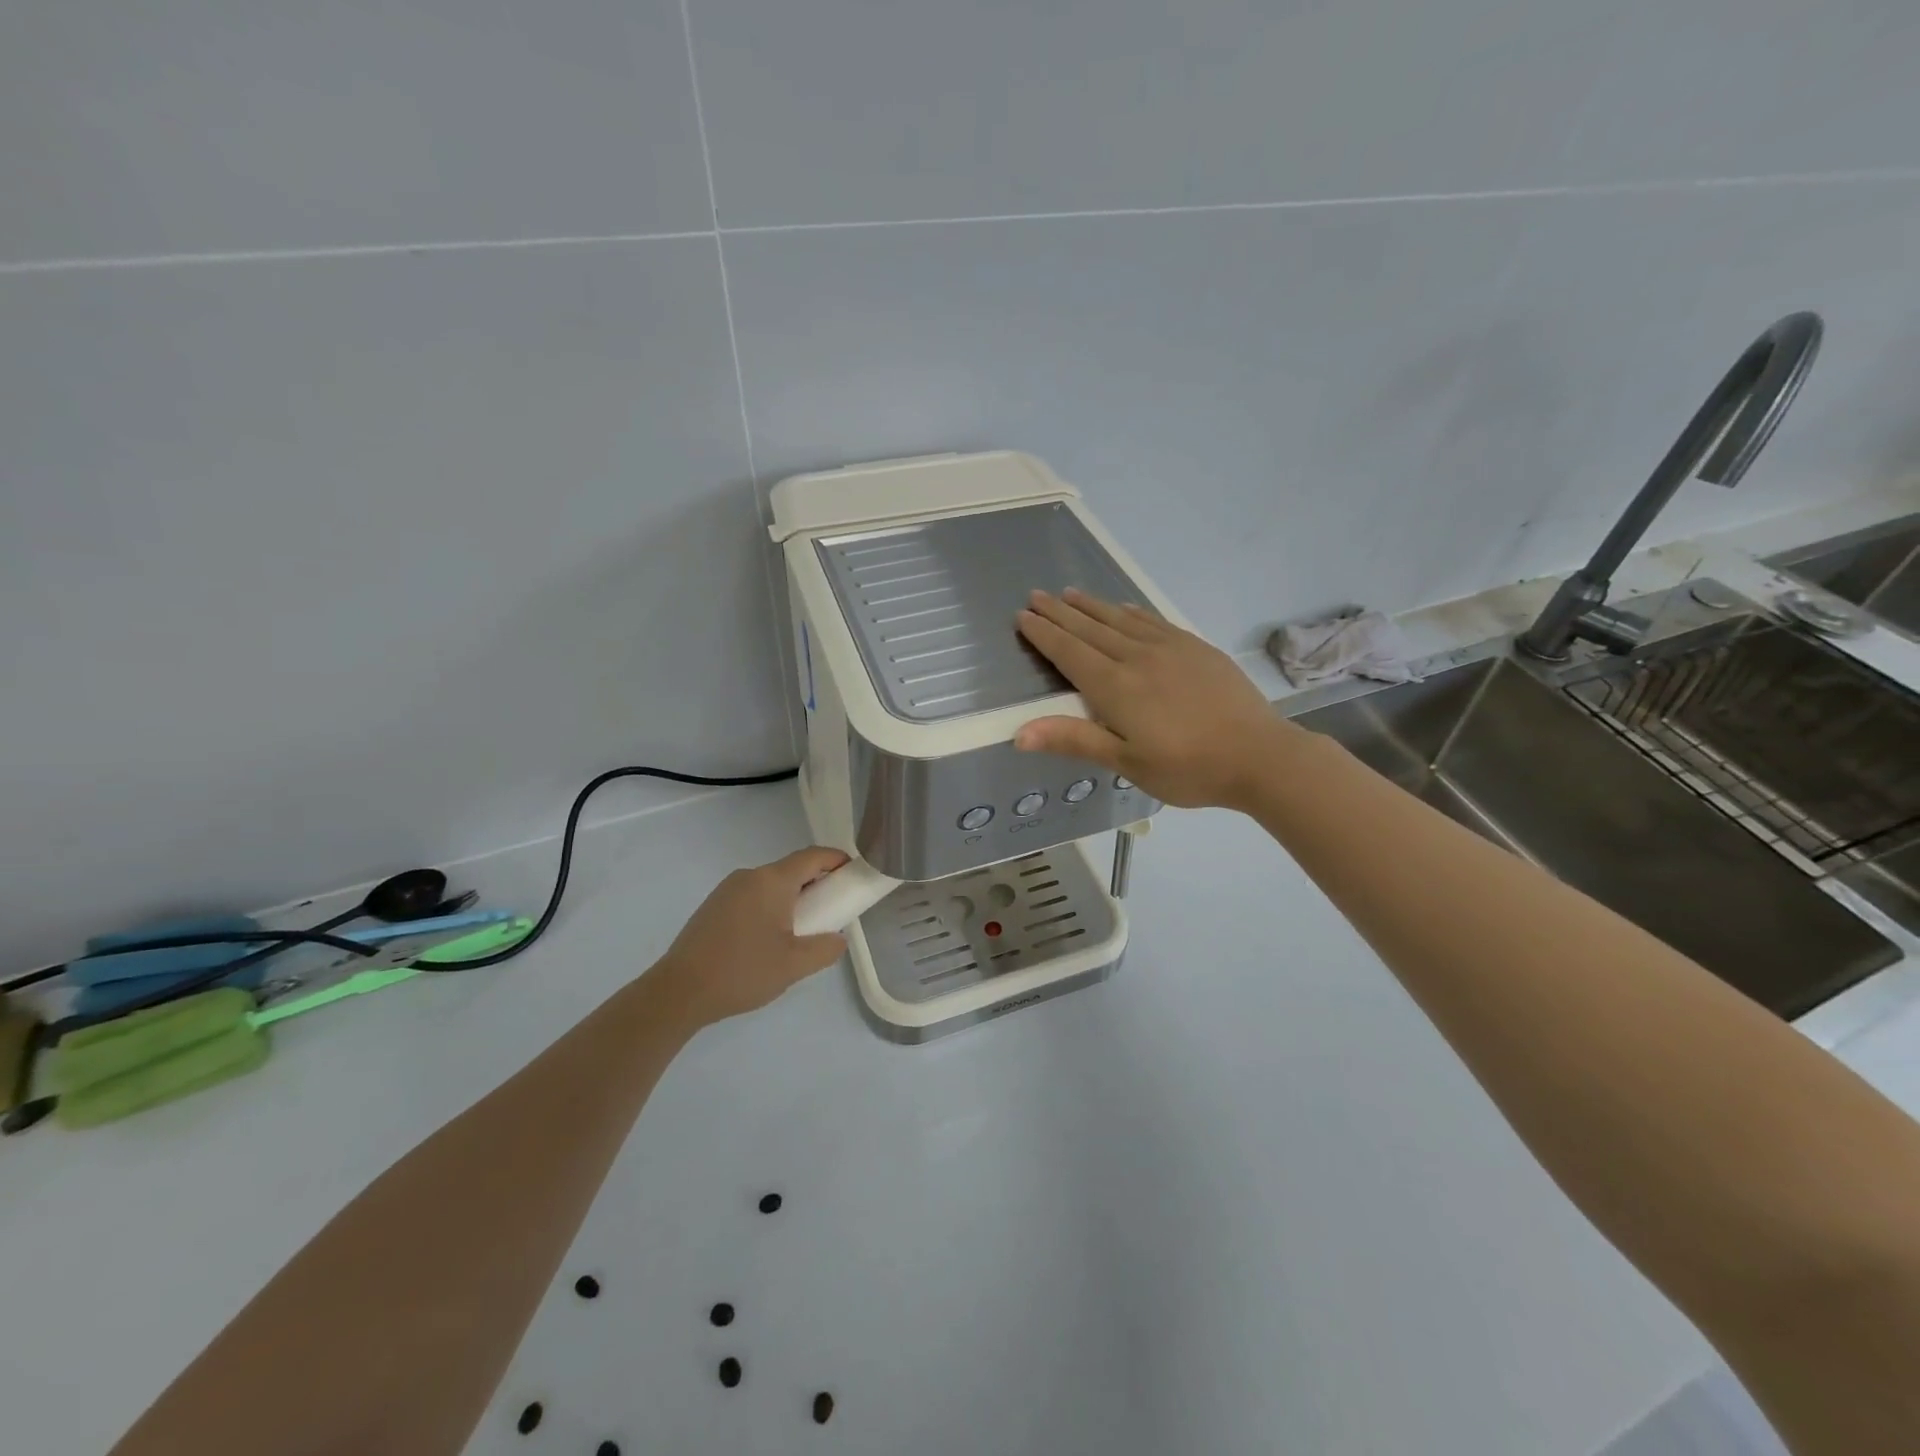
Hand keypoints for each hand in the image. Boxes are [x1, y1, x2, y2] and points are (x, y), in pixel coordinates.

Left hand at [652, 848, 849, 1026]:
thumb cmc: (742, 971)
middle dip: (817, 884)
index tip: (855, 873)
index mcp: (771, 881)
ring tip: (801, 931)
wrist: (678, 992)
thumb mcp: (794, 964)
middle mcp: (749, 876)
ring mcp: (727, 890)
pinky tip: (769, 940)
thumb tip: (838, 938)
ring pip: (771, 885)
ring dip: (793, 899)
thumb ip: (826, 948)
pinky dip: (771, 907)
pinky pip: (752, 897)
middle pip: (792, 870)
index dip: (837, 860)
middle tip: (832, 911)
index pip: (813, 857)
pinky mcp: (713, 907)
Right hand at [1015, 589, 1295, 810]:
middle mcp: (1137, 657)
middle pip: (1090, 628)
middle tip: (1036, 594)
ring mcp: (1169, 648)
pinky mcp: (1195, 647)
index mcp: (1115, 687)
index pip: (1069, 652)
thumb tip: (1018, 733)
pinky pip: (1153, 620)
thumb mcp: (1126, 762)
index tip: (1022, 615)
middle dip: (1060, 612)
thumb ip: (1073, 740)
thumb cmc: (1187, 768)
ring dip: (1092, 605)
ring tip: (1069, 593)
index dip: (1044, 633)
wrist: (1259, 755)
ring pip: (1120, 619)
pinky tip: (1124, 607)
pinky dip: (1131, 611)